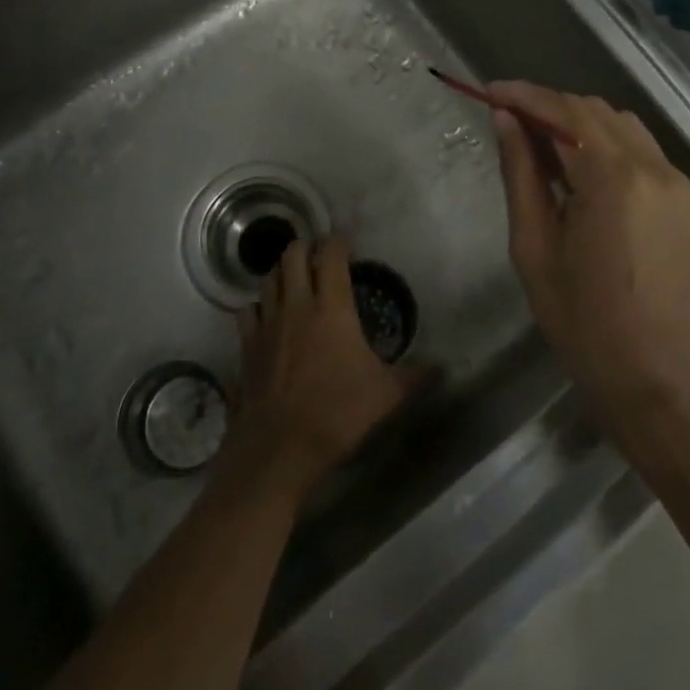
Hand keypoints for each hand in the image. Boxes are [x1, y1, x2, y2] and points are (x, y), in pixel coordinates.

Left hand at [228, 236, 418, 494]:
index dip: (339, 243)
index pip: (330, 255)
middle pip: (293, 253)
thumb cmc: (337, 412)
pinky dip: (258, 304)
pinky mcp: (247, 344)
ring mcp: (267, 322)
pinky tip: (267, 315)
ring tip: (295, 279)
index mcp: (331, 307)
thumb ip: (415, 377)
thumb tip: (443, 369)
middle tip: (320, 257)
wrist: (279, 446)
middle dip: (307, 246)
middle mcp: (296, 304)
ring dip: (282, 271)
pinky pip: (248, 309)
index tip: (348, 247)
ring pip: (268, 277)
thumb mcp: (386, 395)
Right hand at [489, 81, 689, 444]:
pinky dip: (604, 142)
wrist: (654, 378)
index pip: (564, 113)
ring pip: (620, 124)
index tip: (489, 91)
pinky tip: (577, 166)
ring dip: (577, 121)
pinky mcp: (684, 199)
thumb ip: (520, 173)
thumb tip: (505, 120)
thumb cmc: (581, 320)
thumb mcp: (534, 245)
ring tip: (538, 144)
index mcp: (613, 179)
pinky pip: (639, 149)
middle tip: (507, 120)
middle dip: (548, 106)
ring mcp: (675, 182)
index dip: (524, 96)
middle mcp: (653, 167)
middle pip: (593, 110)